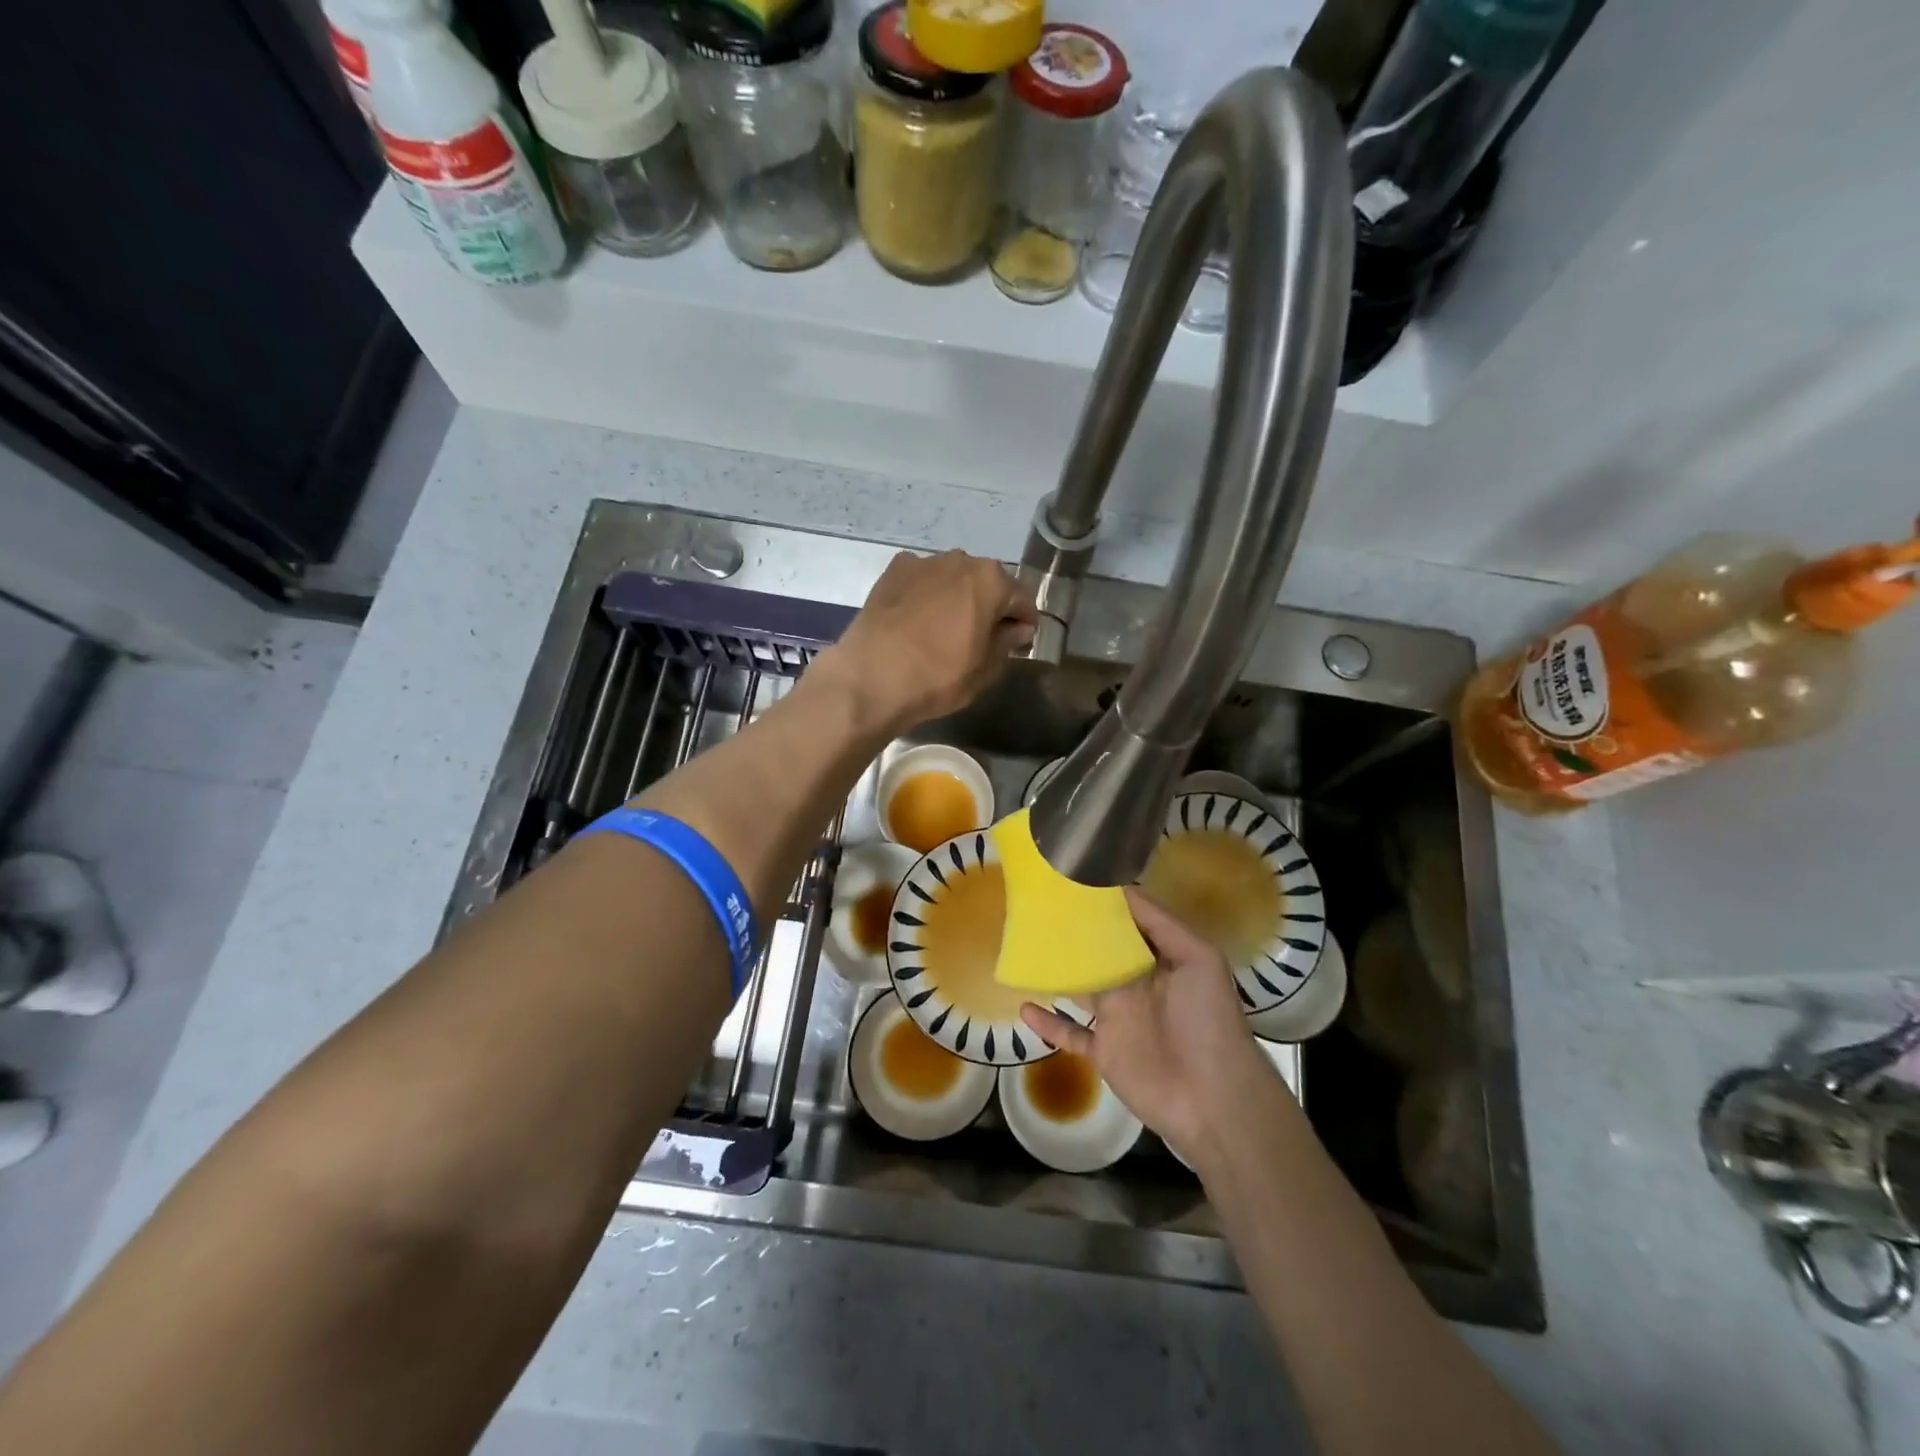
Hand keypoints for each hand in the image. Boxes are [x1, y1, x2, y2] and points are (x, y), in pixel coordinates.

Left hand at [814, 551, 1036, 733]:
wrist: (871, 678)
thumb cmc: (938, 677)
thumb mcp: (984, 670)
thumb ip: (1007, 643)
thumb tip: (1018, 630)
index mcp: (991, 580)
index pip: (1022, 600)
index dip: (1024, 625)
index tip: (1019, 645)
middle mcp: (960, 560)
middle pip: (987, 583)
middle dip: (990, 607)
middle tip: (984, 638)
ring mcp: (923, 562)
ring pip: (952, 579)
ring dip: (957, 598)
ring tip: (947, 630)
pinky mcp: (891, 572)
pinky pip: (921, 582)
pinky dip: (926, 596)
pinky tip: (918, 622)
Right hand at [1020, 889, 1287, 1167]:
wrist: (1214, 1100)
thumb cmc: (1209, 1021)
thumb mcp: (1199, 960)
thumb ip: (1161, 924)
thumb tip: (1121, 888)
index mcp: (1159, 959)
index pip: (1128, 924)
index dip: (1103, 903)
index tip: (1071, 880)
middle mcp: (1137, 984)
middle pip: (1099, 952)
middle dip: (1073, 933)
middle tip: (1036, 907)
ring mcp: (1119, 1018)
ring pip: (1080, 988)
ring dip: (1056, 972)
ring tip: (1023, 948)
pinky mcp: (1104, 1052)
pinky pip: (1070, 1035)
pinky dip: (1048, 1023)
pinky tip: (1024, 1007)